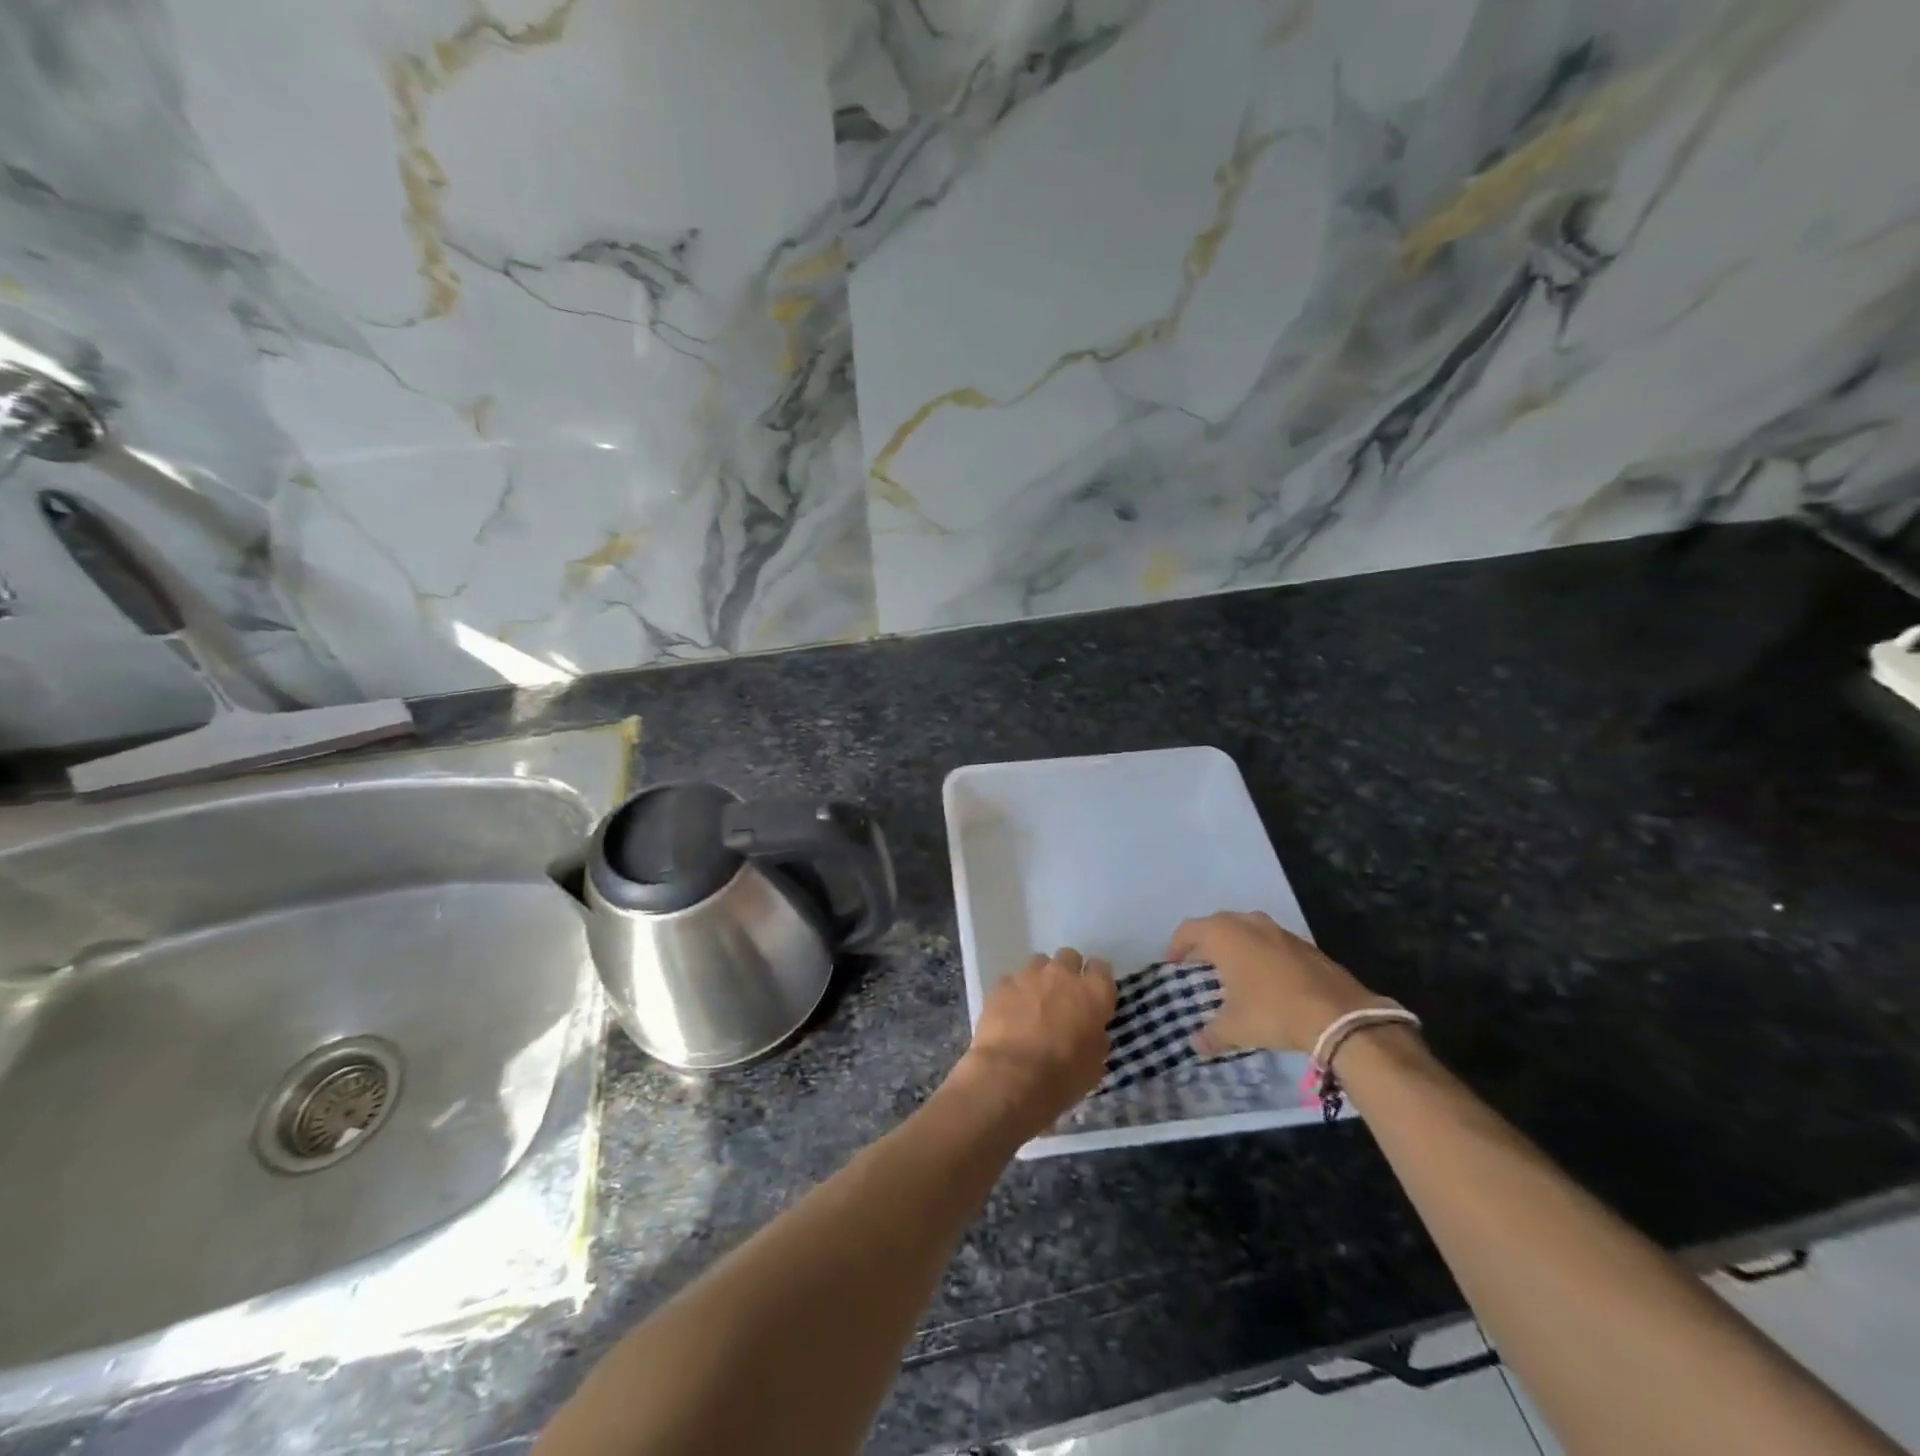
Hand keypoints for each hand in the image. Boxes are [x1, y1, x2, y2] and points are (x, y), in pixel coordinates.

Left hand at [946, 948, 1115, 1138]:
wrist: (1011, 1076)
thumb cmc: (1062, 1077)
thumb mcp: (1093, 1065)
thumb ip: (1095, 1039)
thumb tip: (1090, 1032)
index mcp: (1094, 993)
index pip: (1101, 968)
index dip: (1096, 980)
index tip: (1093, 995)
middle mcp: (1062, 974)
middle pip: (1069, 957)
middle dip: (1067, 972)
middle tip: (1062, 997)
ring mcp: (1029, 975)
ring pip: (1038, 962)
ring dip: (1040, 978)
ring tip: (1033, 1002)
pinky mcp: (1002, 983)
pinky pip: (1012, 980)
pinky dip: (1014, 992)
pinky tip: (1009, 1012)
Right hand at [1168, 911, 1390, 1055]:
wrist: (1339, 1015)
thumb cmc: (1273, 1012)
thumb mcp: (1235, 1028)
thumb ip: (1211, 1034)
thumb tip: (1196, 1045)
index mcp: (1224, 935)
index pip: (1188, 930)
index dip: (1176, 947)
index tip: (1173, 965)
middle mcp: (1248, 923)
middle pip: (1216, 925)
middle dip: (1204, 943)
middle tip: (1198, 966)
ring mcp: (1278, 930)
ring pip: (1245, 929)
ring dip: (1233, 945)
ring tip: (1230, 970)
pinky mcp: (1303, 943)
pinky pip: (1269, 941)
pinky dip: (1259, 952)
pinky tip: (1263, 978)